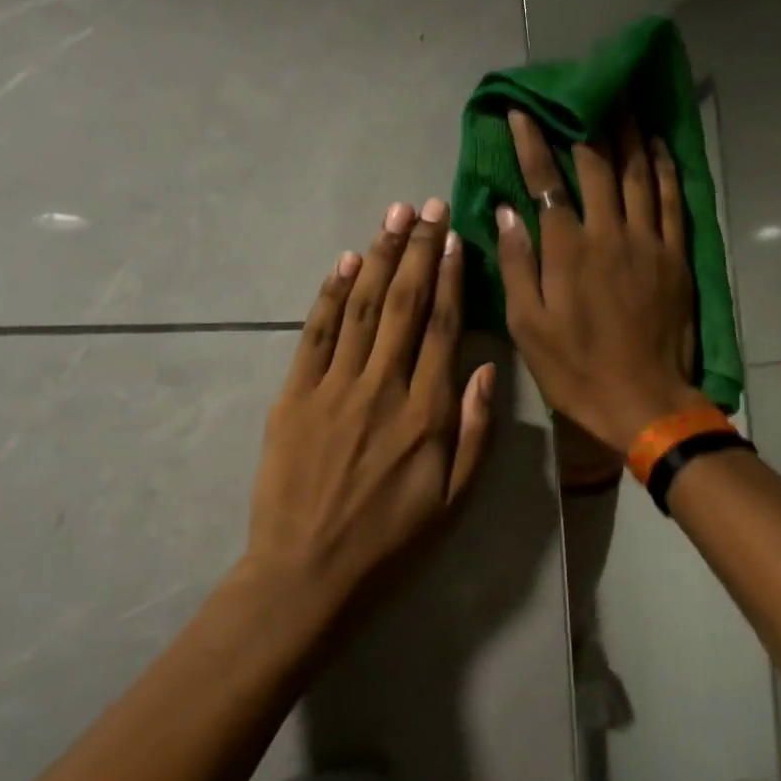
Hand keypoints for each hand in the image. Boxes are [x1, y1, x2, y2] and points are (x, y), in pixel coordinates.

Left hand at [246, 199, 496, 628]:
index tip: (455, 238)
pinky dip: (331, 294)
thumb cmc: (392, 539)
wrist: (307, 573)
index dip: (450, 277)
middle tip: (427, 207)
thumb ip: (476, 430)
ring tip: (393, 217)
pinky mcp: (294, 396)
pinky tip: (345, 263)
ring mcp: (332, 387)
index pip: (442, 327)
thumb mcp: (455, 499)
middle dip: (417, 249)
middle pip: (403, 303)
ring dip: (378, 257)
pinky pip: (315, 334)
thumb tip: (486, 366)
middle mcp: (382, 387)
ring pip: (362, 307)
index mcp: (426, 412)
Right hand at [497, 111, 704, 454]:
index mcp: (567, 250)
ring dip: (627, 134)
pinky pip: (671, 201)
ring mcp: (647, 242)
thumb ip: (517, 264)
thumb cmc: (576, 369)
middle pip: (597, 165)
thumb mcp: (528, 326)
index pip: (546, 182)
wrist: (643, 399)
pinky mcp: (675, 256)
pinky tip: (657, 146)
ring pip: (638, 174)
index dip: (531, 143)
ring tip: (622, 99)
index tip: (521, 112)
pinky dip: (664, 169)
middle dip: (584, 124)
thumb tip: (506, 211)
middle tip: (580, 91)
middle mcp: (609, 233)